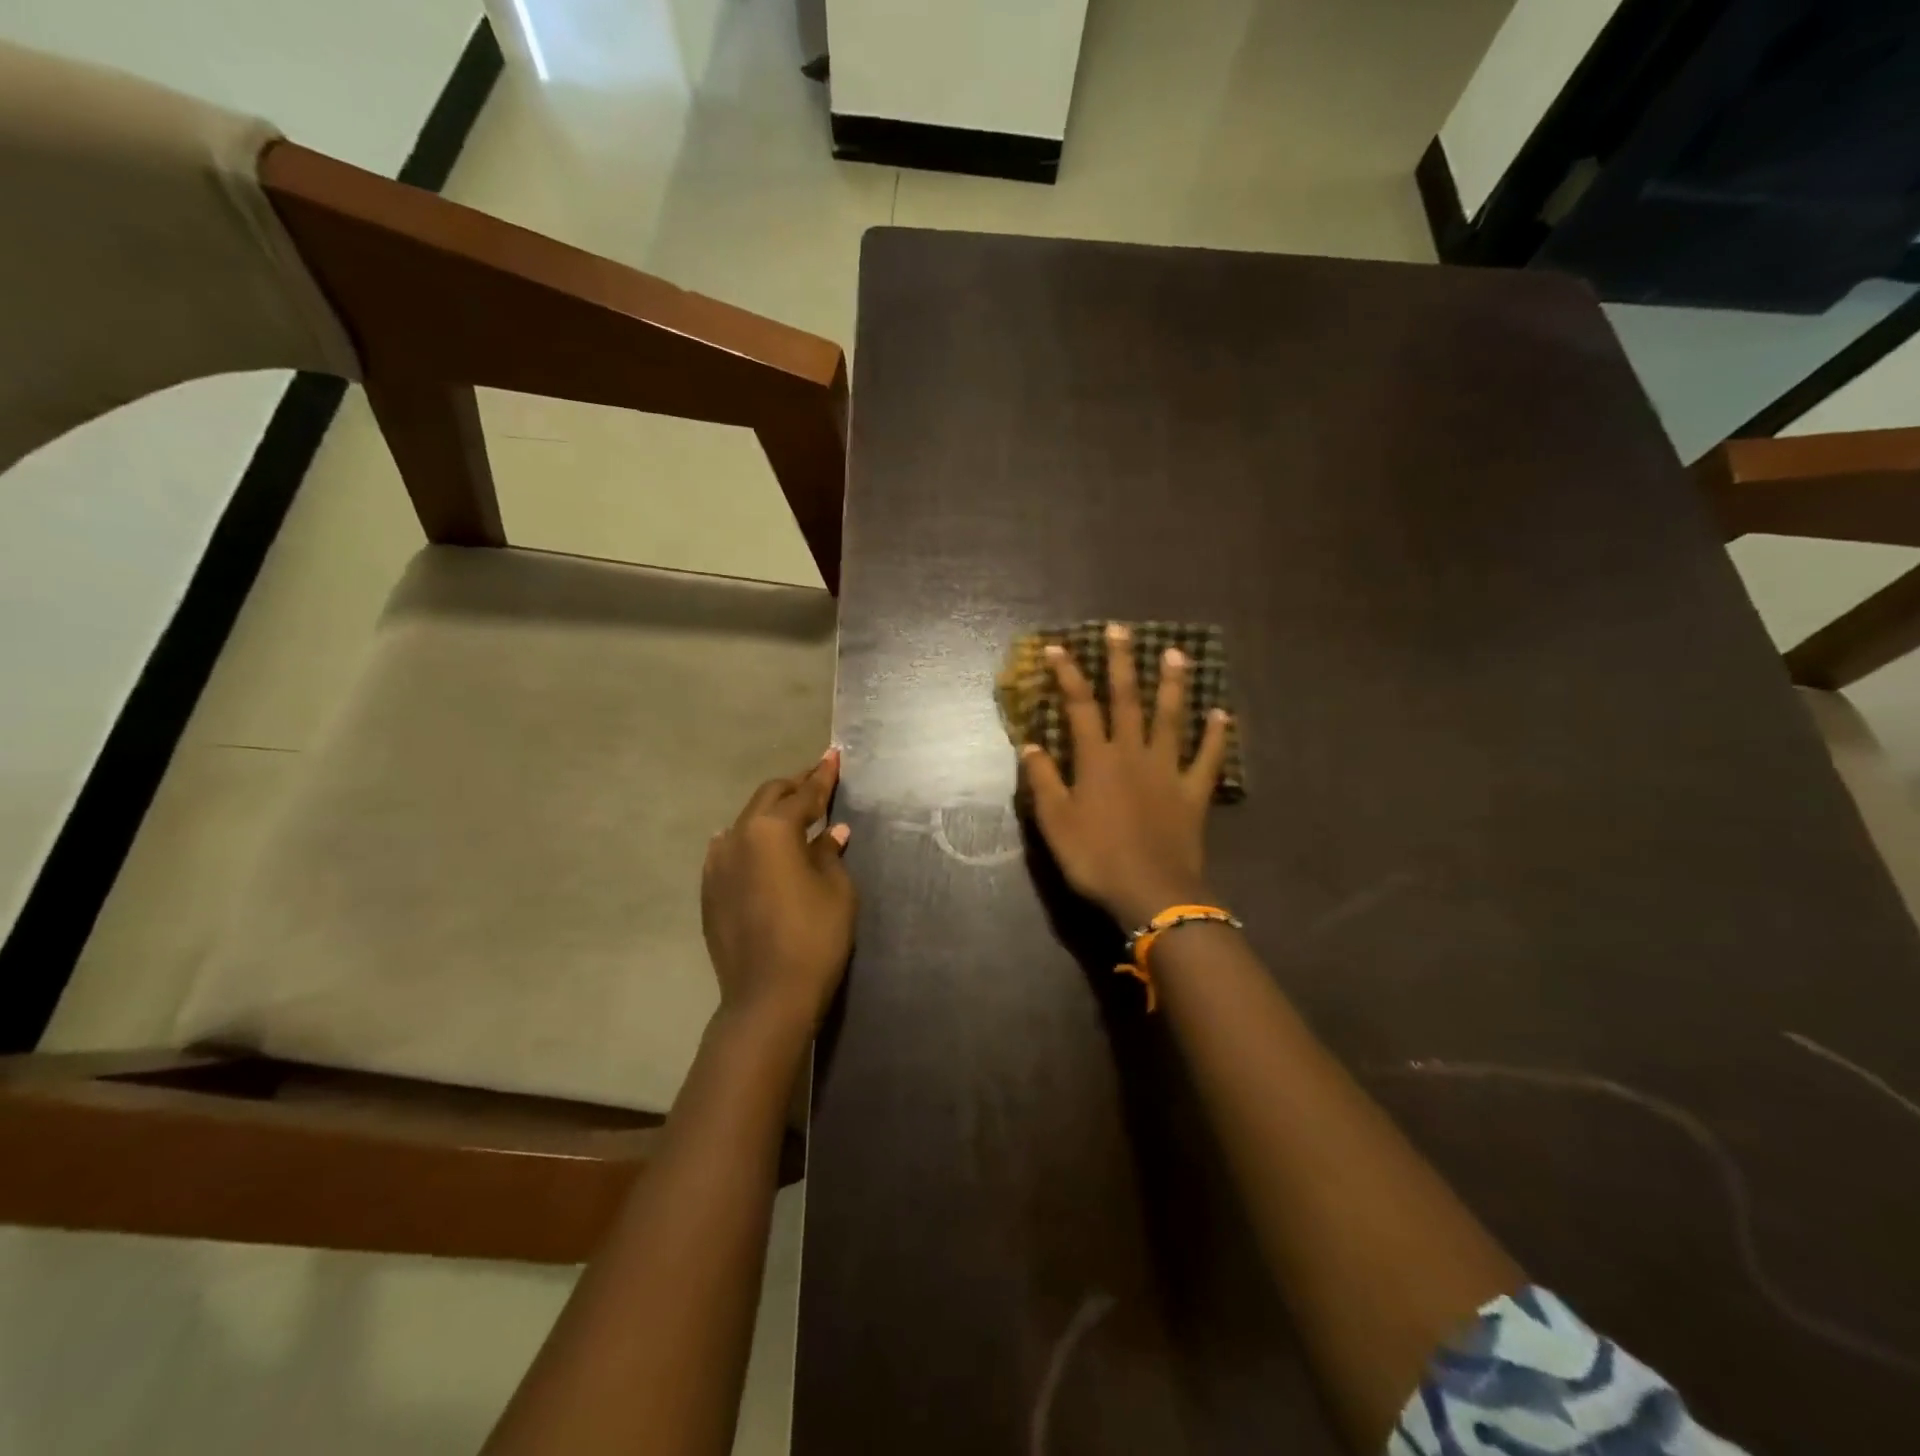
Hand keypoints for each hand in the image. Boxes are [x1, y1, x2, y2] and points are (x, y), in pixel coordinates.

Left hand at [701, 749, 856, 1034]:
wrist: (767, 996)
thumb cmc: (814, 937)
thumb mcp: (836, 890)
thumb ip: (830, 853)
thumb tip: (831, 832)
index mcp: (773, 830)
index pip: (804, 794)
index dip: (823, 776)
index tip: (834, 756)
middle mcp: (738, 836)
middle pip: (769, 798)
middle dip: (795, 787)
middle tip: (818, 780)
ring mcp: (717, 863)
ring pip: (746, 822)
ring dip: (771, 813)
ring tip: (793, 814)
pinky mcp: (709, 889)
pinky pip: (731, 849)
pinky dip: (751, 840)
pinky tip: (761, 847)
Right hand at [1020, 623, 1231, 927]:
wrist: (1150, 892)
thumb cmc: (1095, 858)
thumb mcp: (1054, 822)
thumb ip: (1042, 780)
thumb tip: (1031, 744)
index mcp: (1096, 760)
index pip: (1079, 707)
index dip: (1068, 675)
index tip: (1060, 648)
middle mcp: (1132, 754)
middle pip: (1127, 700)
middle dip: (1121, 663)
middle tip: (1122, 630)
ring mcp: (1167, 771)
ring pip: (1171, 719)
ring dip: (1172, 685)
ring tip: (1176, 653)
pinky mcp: (1193, 793)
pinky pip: (1208, 759)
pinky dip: (1217, 736)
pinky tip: (1222, 715)